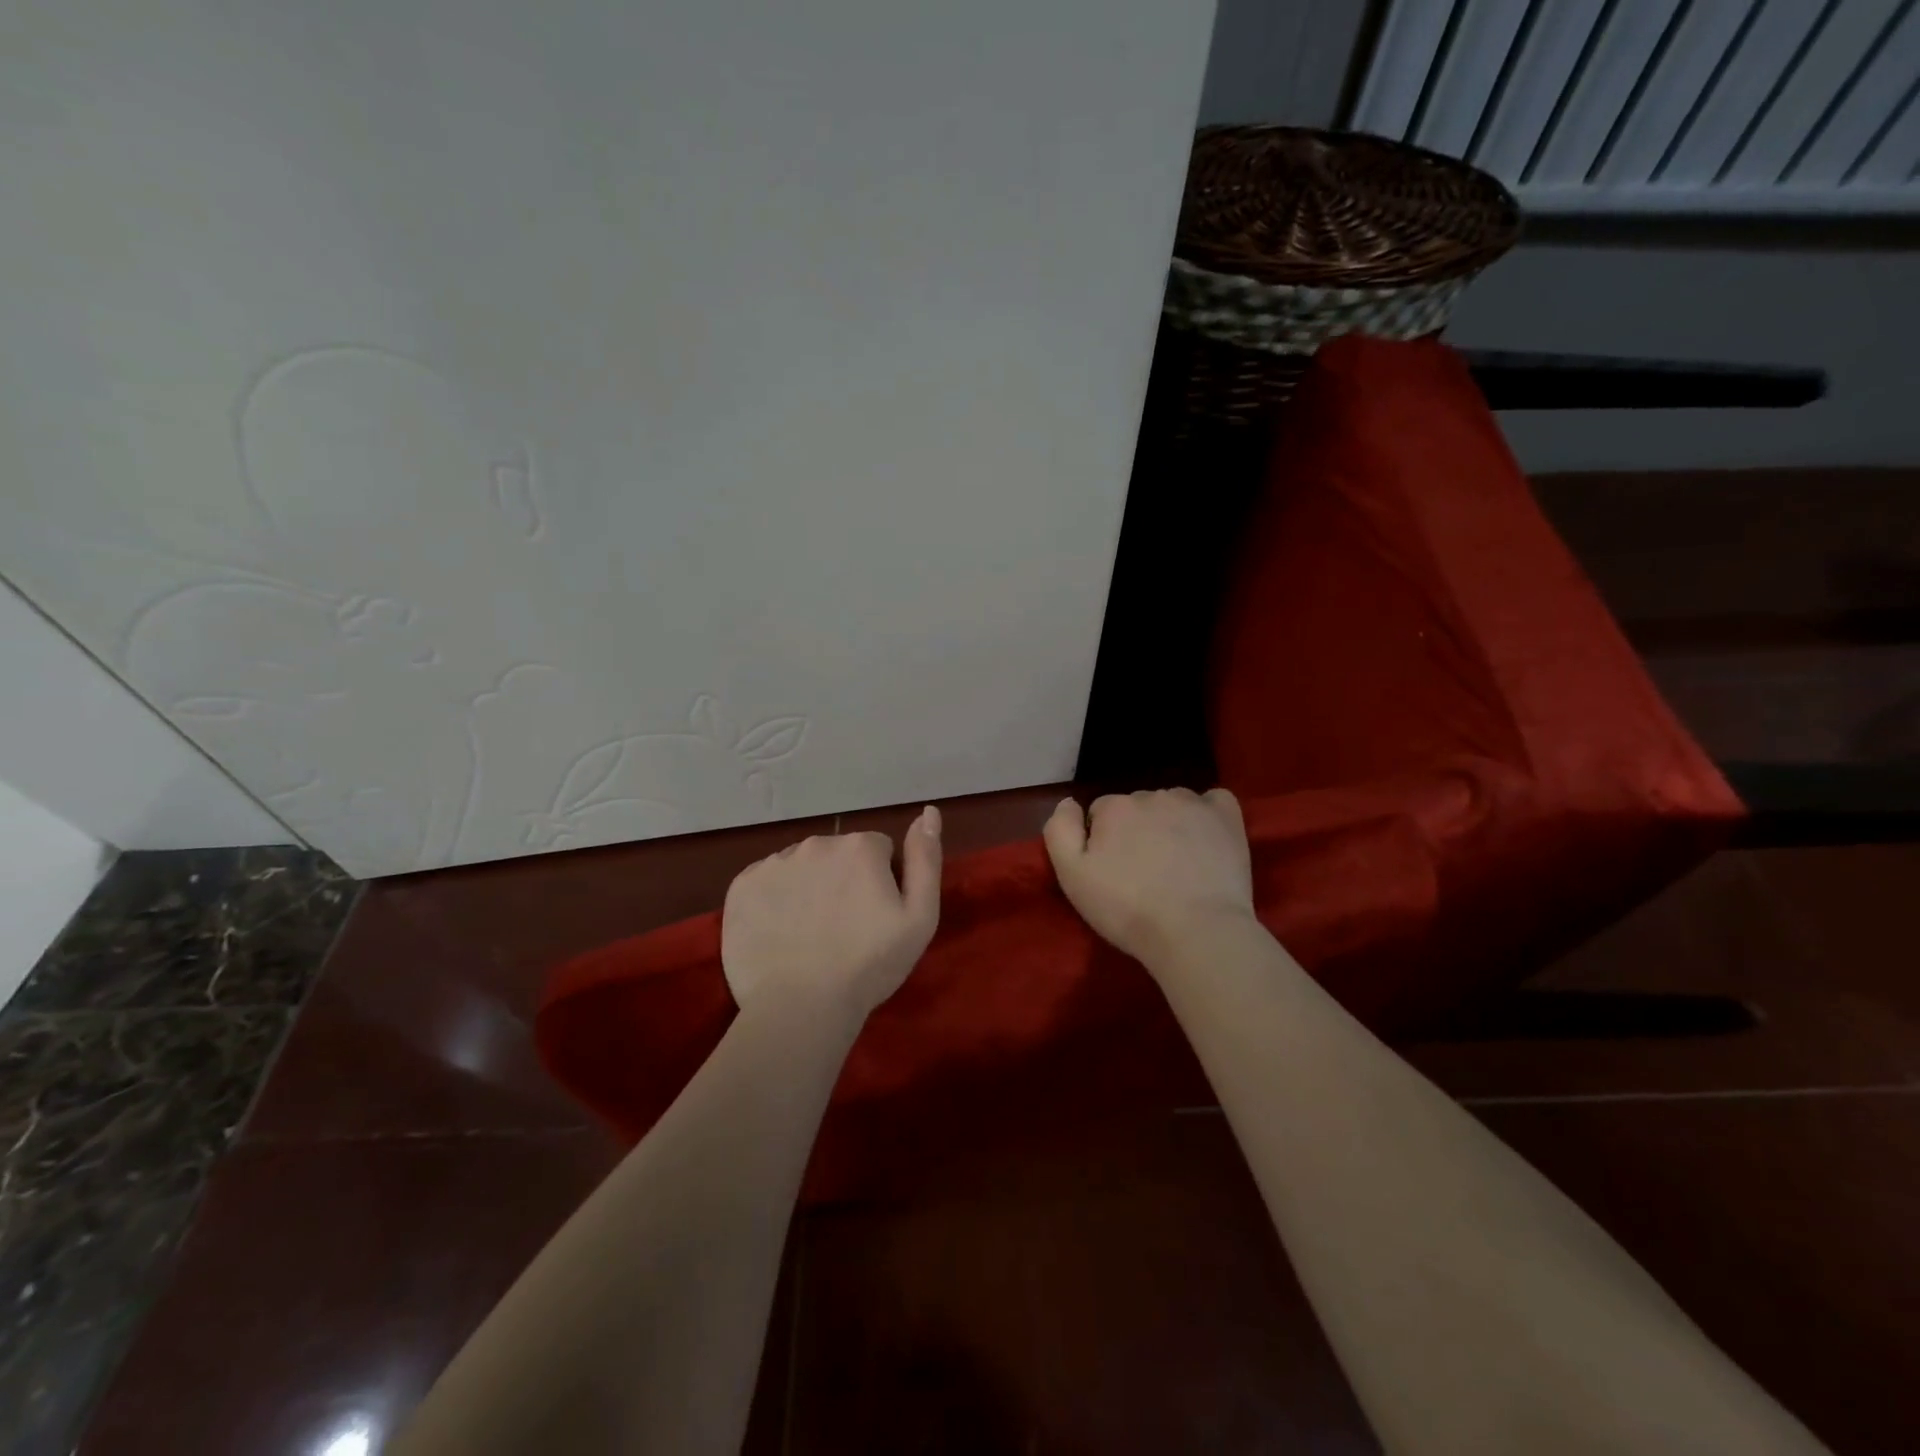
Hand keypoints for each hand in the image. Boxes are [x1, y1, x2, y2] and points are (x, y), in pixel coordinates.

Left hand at [721, 807, 941, 1020]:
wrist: (800, 1009)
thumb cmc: (870, 965)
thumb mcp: (920, 917)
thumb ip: (926, 859)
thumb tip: (929, 812)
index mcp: (860, 846)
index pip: (878, 850)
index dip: (882, 881)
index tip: (876, 916)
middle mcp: (815, 843)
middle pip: (838, 854)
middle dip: (844, 880)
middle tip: (844, 927)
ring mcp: (773, 863)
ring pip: (801, 866)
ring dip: (809, 887)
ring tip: (810, 934)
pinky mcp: (741, 886)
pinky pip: (766, 881)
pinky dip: (775, 899)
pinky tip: (781, 932)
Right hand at [1043, 788, 1254, 969]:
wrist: (1196, 932)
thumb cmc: (1127, 909)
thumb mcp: (1072, 877)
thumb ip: (1059, 831)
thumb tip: (1068, 803)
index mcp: (1114, 808)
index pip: (1100, 813)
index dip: (1103, 842)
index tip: (1112, 872)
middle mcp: (1151, 795)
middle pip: (1136, 807)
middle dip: (1136, 832)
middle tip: (1143, 874)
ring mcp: (1193, 803)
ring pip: (1172, 804)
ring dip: (1169, 824)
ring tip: (1176, 864)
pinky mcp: (1226, 817)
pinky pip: (1214, 801)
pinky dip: (1207, 815)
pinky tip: (1206, 839)